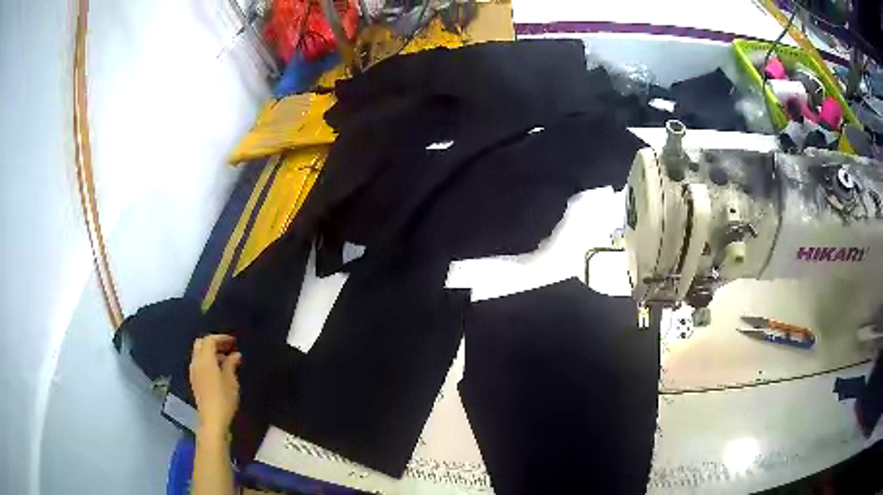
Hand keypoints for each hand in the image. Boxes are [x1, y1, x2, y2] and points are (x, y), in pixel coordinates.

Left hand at [189, 334, 241, 437]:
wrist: (212, 419)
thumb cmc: (224, 399)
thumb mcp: (231, 381)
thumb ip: (231, 365)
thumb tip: (235, 354)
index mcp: (205, 360)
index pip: (210, 340)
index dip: (221, 338)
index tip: (233, 341)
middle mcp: (196, 362)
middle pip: (201, 344)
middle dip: (213, 342)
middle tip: (227, 347)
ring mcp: (193, 372)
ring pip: (198, 353)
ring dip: (210, 352)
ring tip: (225, 360)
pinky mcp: (194, 381)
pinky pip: (198, 363)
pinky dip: (207, 361)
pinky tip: (218, 370)